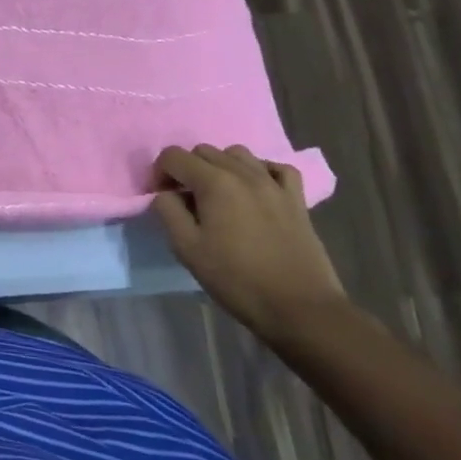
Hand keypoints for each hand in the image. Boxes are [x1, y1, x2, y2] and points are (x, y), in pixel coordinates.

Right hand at [151, 144, 349, 345]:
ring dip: (221, 166)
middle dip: (187, 169)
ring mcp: (274, 184)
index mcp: (214, 182)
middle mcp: (243, 173)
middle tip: (187, 200)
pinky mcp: (296, 200)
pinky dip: (261, 171)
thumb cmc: (237, 279)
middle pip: (203, 151)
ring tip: (219, 195)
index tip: (162, 198)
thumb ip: (168, 211)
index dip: (159, 173)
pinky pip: (276, 168)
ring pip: (238, 154)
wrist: (300, 309)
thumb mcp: (187, 249)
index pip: (173, 156)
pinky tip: (256, 190)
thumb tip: (165, 194)